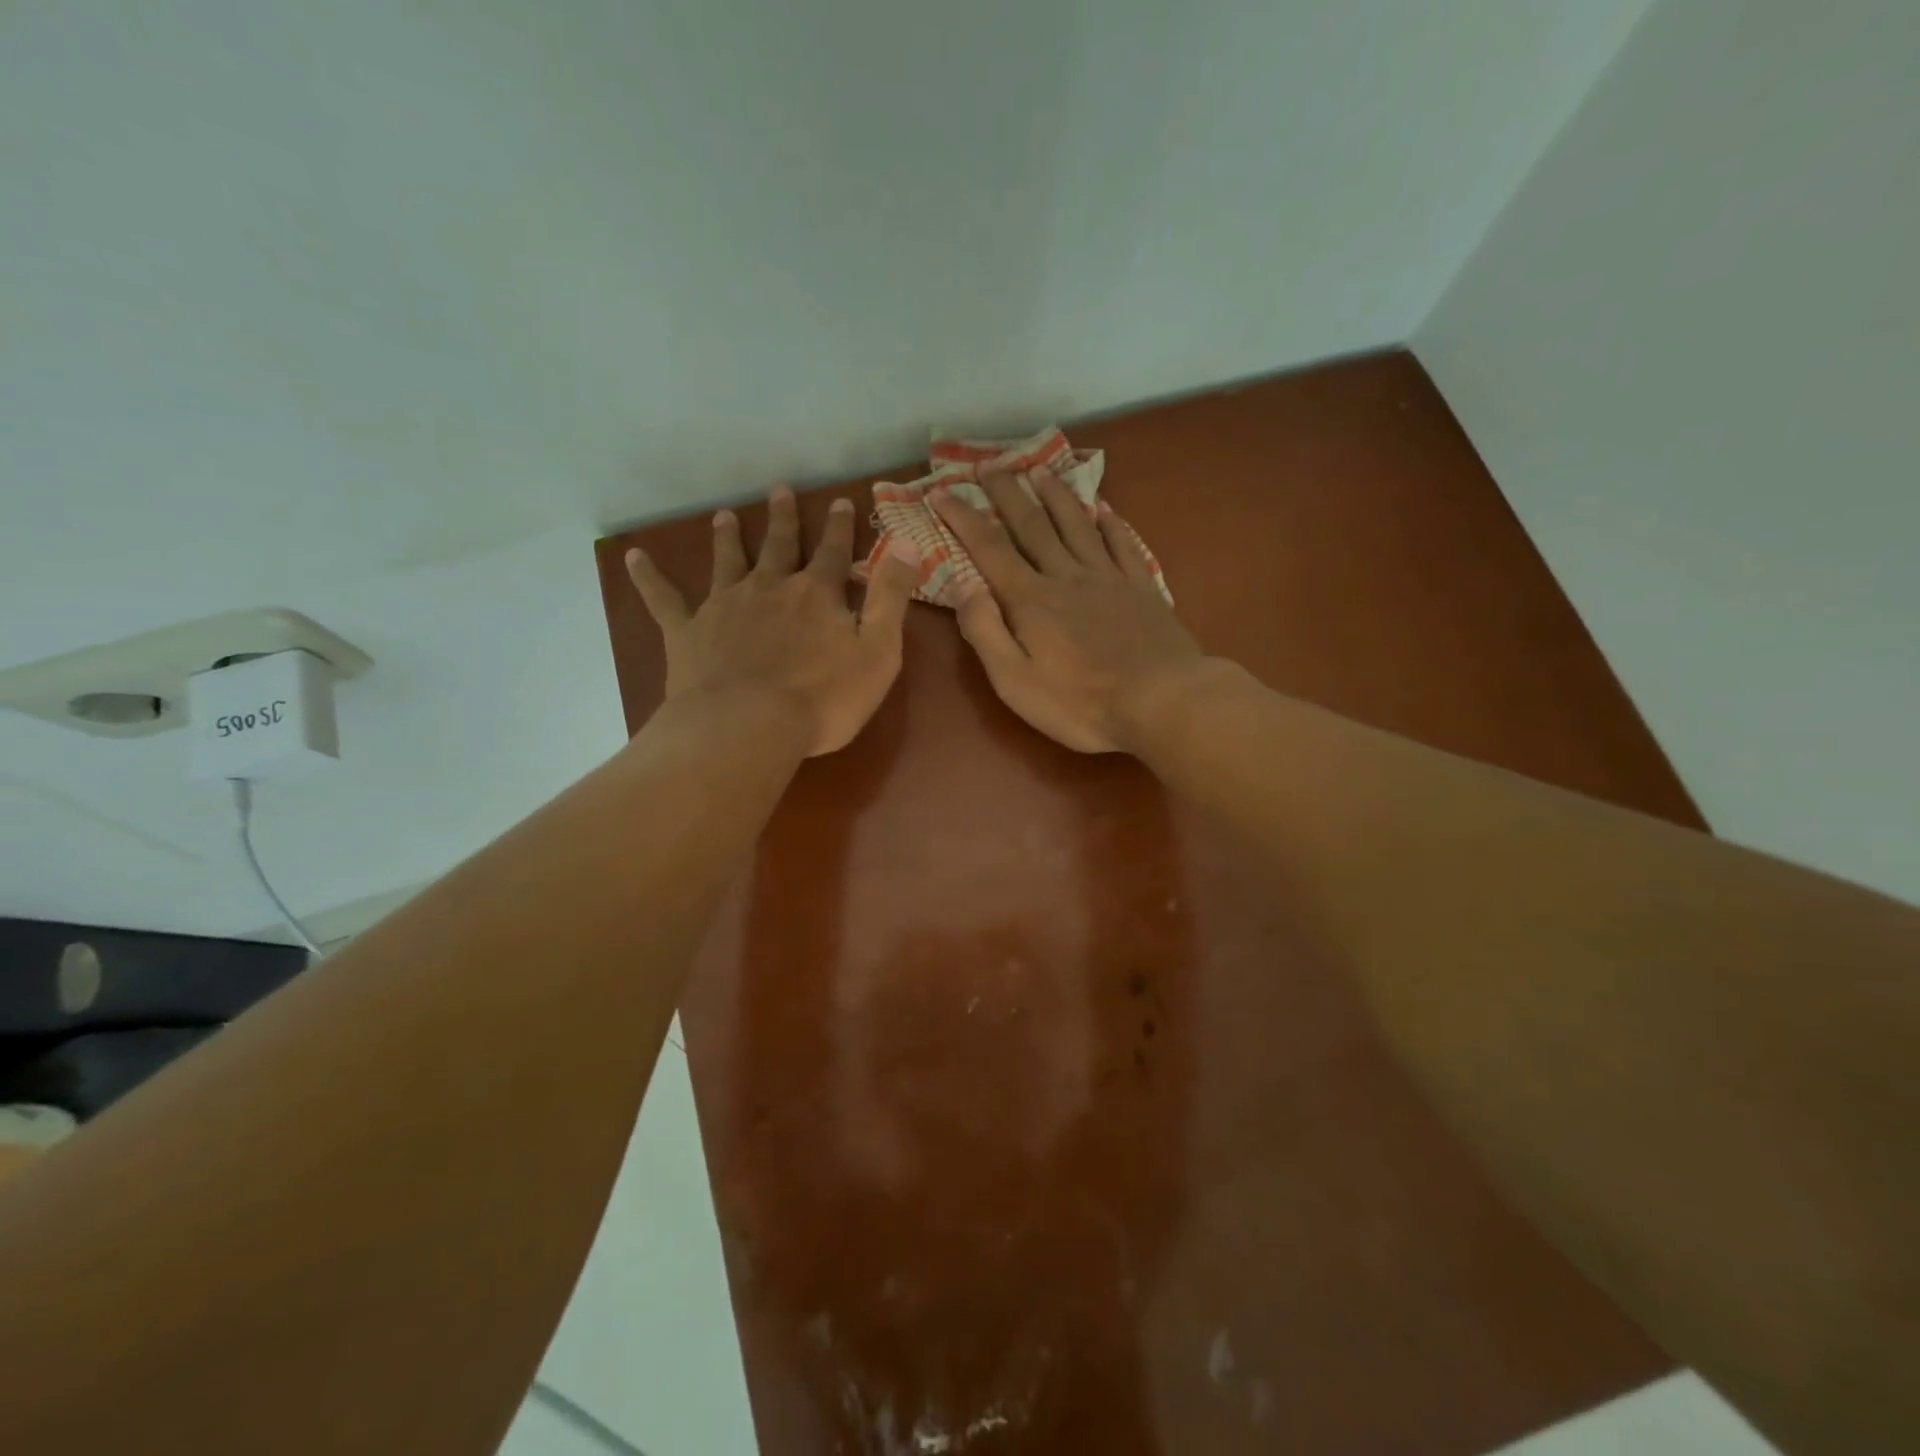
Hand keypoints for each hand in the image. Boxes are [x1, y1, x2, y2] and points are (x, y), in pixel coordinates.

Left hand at [626, 486, 920, 756]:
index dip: (839, 527)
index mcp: (817, 594)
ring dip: (728, 537)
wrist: (749, 726)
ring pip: (727, 561)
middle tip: (779, 489)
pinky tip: (632, 557)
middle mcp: (769, 588)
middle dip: (783, 519)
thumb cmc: (823, 698)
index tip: (840, 500)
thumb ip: (891, 596)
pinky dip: (649, 578)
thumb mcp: (878, 651)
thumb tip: (905, 543)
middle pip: (779, 546)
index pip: (834, 553)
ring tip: (725, 515)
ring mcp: (724, 607)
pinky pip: (665, 600)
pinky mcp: (688, 632)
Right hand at [930, 469, 1205, 752]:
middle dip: (1006, 493)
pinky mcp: (1142, 588)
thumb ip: (985, 632)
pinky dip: (1110, 523)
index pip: (989, 549)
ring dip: (1055, 495)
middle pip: (1032, 526)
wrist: (1162, 701)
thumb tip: (962, 585)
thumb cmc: (1081, 702)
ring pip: (1077, 525)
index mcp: (1031, 600)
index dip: (963, 519)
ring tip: (1040, 470)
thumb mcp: (1015, 681)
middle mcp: (1066, 577)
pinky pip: (1122, 544)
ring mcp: (1108, 578)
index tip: (942, 492)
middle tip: (989, 465)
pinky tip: (1104, 509)